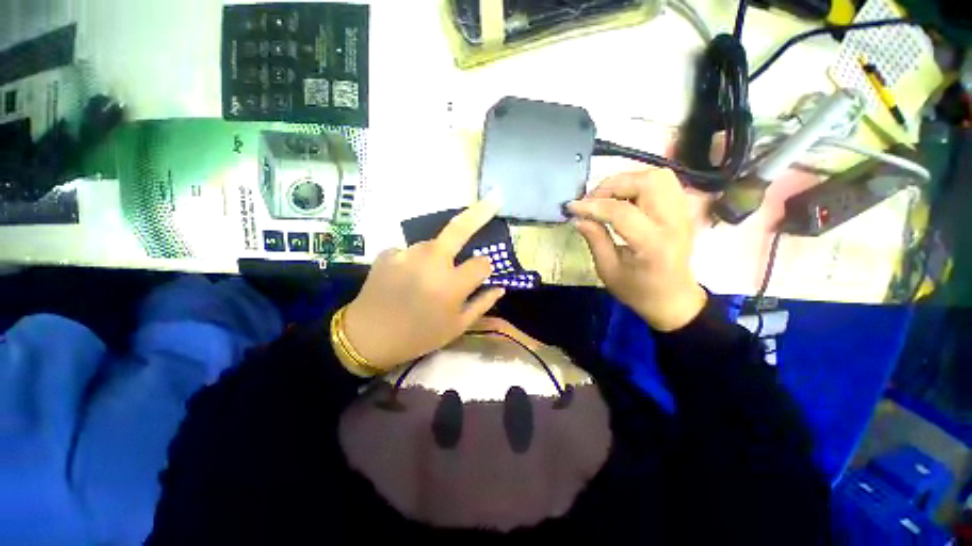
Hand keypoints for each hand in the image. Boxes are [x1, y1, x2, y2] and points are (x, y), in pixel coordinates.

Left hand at [342, 198, 506, 370]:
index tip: (482, 275)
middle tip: (493, 198)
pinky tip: (407, 276)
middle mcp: (432, 262)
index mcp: (452, 284)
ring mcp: (408, 253)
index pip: (482, 263)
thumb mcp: (456, 327)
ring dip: (438, 253)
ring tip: (429, 274)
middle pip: (460, 229)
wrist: (367, 337)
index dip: (485, 269)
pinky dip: (414, 260)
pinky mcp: (389, 252)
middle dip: (480, 212)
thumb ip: (482, 304)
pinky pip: (411, 251)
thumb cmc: (418, 336)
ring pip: (433, 244)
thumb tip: (501, 288)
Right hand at [567, 169, 706, 331]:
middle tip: (591, 201)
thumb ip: (595, 240)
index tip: (571, 207)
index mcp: (653, 245)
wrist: (673, 299)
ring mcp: (683, 213)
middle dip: (611, 186)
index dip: (592, 206)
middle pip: (646, 183)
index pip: (621, 212)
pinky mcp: (683, 210)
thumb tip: (578, 218)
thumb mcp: (608, 271)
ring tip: (606, 197)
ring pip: (657, 176)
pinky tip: (623, 197)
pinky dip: (639, 183)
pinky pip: (663, 182)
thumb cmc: (638, 291)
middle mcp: (674, 222)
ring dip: (626, 181)